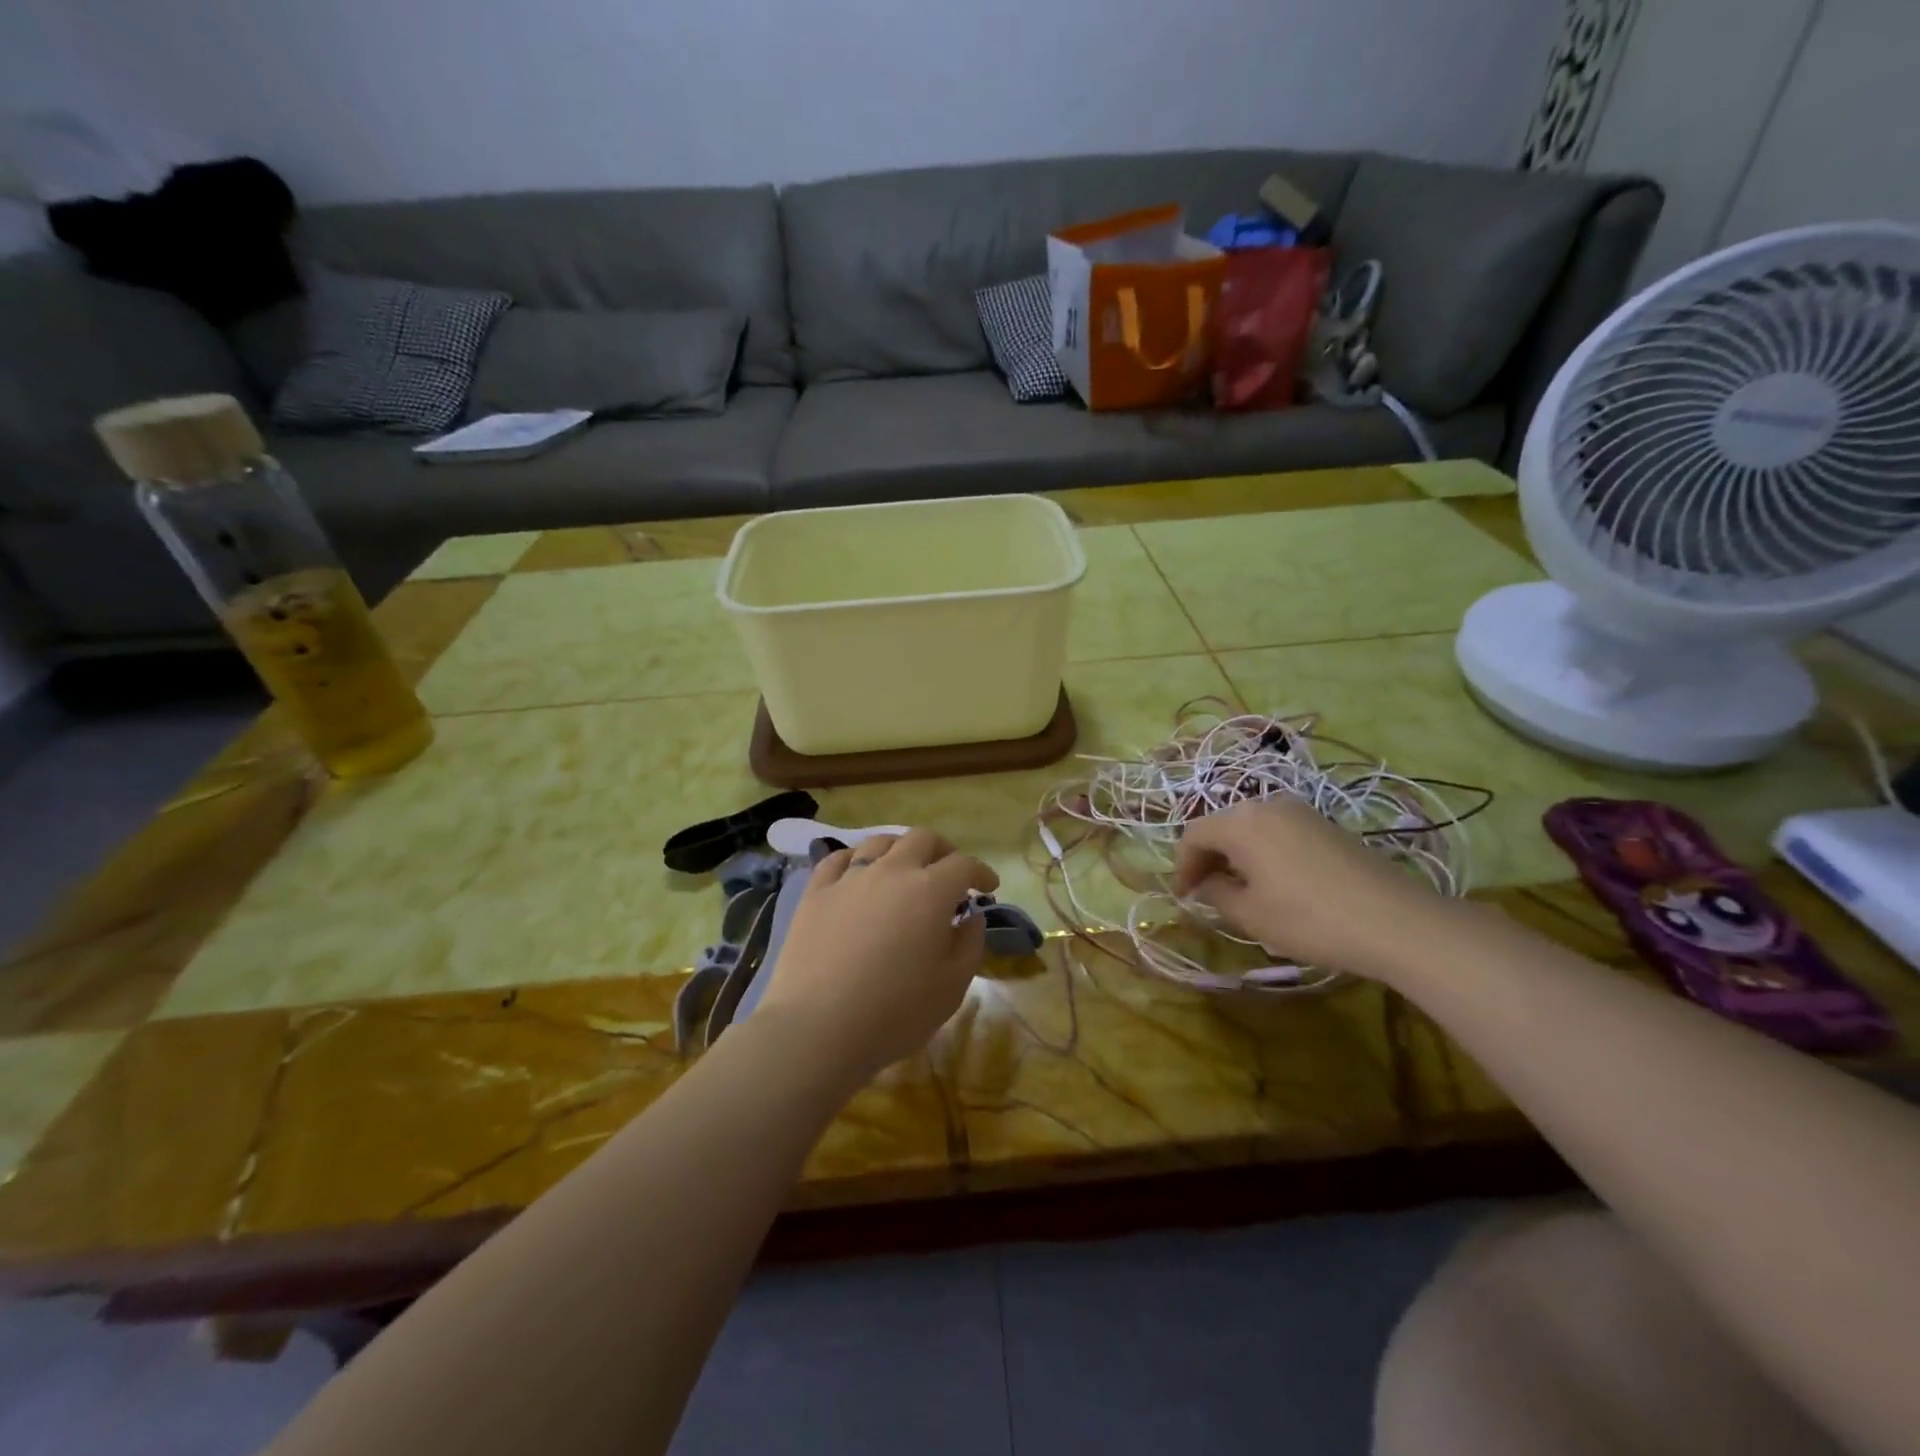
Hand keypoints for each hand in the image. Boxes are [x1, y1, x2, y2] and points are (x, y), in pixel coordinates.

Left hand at [754, 828, 998, 1085]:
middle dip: (943, 850)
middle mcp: (892, 871)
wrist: (818, 1027)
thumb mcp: (952, 986)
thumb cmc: (895, 1012)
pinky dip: (856, 860)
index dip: (981, 872)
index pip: (964, 864)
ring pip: (879, 842)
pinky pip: (837, 859)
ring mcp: (849, 878)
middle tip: (949, 873)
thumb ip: (970, 944)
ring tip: (903, 870)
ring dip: (900, 849)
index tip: (988, 887)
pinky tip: (857, 874)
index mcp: (930, 890)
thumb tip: (971, 916)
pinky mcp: (815, 892)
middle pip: (922, 839)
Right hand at [1172, 798, 1448, 979]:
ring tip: (1238, 890)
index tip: (1183, 896)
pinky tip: (1274, 883)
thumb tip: (1206, 884)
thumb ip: (1216, 894)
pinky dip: (1263, 853)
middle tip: (1205, 893)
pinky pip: (1278, 832)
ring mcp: (1300, 811)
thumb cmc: (1309, 919)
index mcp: (1241, 822)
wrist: (1396, 921)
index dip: (1181, 866)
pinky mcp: (1325, 825)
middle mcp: (1267, 804)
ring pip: (1251, 828)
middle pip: (1222, 826)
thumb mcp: (1250, 915)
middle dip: (1208, 858)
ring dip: (1236, 855)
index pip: (1193, 835)